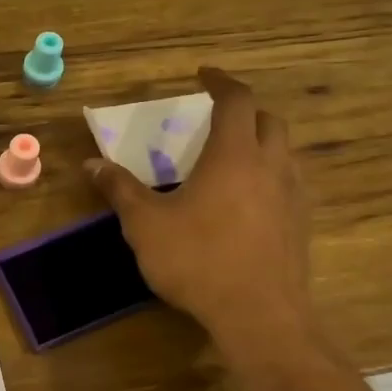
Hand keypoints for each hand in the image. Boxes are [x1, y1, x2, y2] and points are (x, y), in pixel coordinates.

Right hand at [88, 68, 315, 350]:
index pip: (236, 100)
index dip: (221, 81)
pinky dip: (270, 176)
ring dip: (261, 143)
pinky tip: (248, 201)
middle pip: (269, 121)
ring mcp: (292, 196)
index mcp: (233, 155)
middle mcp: (270, 166)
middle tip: (217, 119)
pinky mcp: (300, 226)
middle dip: (245, 111)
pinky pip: (289, 184)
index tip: (204, 75)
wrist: (259, 315)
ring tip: (232, 158)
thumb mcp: (146, 225)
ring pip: (284, 153)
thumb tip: (91, 164)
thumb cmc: (198, 260)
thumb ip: (120, 189)